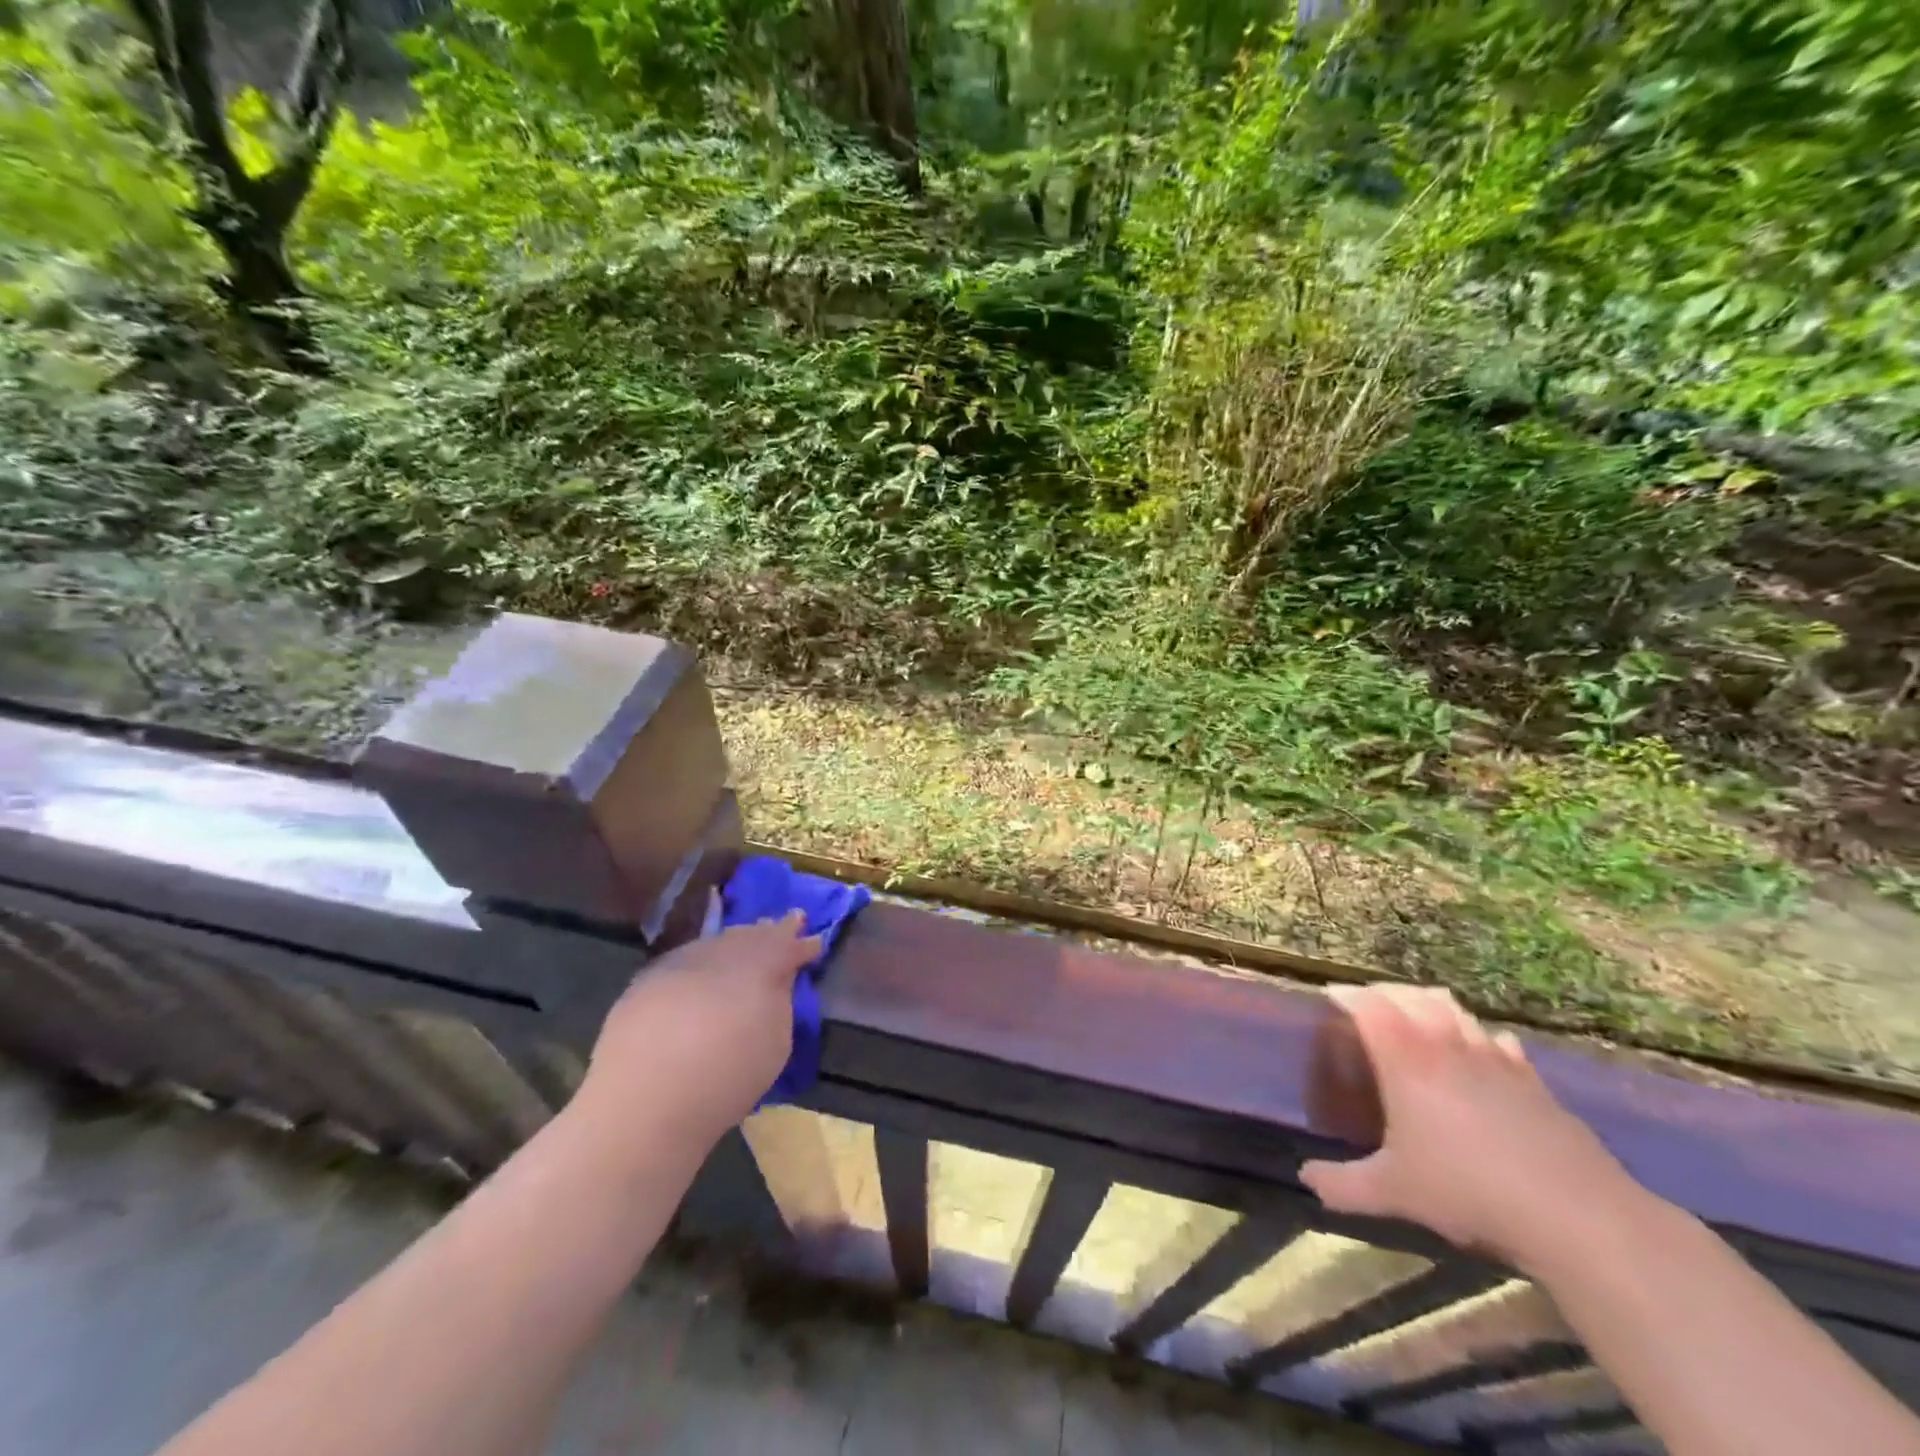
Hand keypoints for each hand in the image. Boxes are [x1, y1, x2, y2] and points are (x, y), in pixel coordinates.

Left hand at [572, 909, 821, 1155]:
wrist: (644, 1104)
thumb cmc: (725, 1080)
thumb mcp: (775, 1045)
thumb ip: (780, 1002)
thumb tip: (779, 979)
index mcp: (759, 967)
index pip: (786, 945)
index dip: (802, 943)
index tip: (814, 940)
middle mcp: (721, 954)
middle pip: (750, 935)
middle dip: (768, 932)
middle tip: (781, 925)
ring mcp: (681, 963)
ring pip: (716, 942)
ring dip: (734, 942)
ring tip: (745, 943)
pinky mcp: (647, 980)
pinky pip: (686, 960)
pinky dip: (702, 961)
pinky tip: (703, 973)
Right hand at [1299, 983, 1638, 1273]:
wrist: (1577, 1217)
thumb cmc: (1469, 1192)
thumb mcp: (1393, 1193)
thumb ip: (1342, 1184)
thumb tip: (1306, 1178)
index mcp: (1406, 1061)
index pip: (1369, 1007)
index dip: (1346, 995)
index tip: (1329, 995)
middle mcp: (1446, 1047)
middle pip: (1412, 996)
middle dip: (1385, 992)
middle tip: (1368, 1001)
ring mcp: (1495, 1060)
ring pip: (1456, 1011)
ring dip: (1430, 1003)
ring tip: (1417, 1012)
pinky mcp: (1534, 1082)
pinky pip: (1499, 1041)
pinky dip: (1480, 1035)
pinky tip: (1482, 1050)